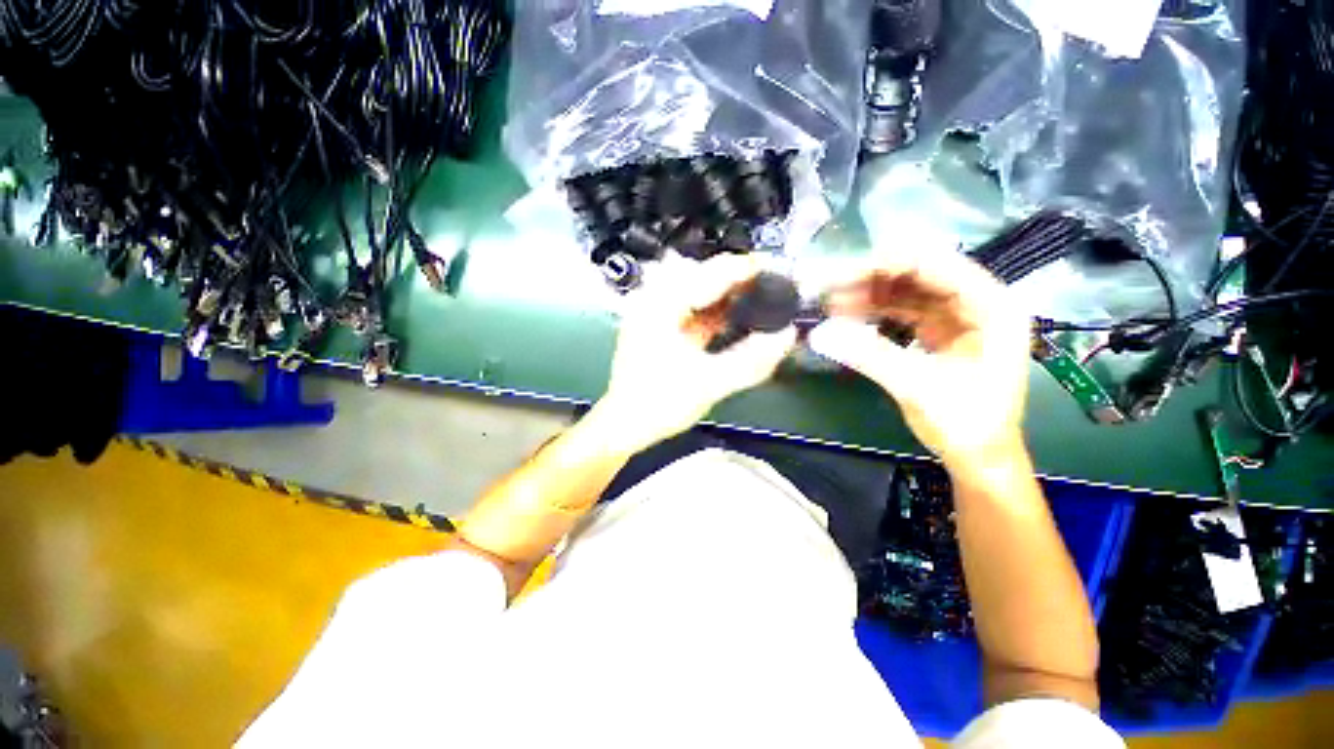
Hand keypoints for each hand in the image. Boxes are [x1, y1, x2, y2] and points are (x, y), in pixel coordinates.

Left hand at [596, 255, 797, 451]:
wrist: (625, 425)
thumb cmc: (658, 404)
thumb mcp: (709, 383)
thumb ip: (751, 360)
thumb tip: (784, 336)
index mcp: (661, 306)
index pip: (711, 273)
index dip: (747, 269)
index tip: (777, 271)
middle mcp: (654, 301)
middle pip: (705, 276)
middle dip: (739, 282)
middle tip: (772, 289)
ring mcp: (654, 313)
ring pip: (699, 292)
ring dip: (728, 296)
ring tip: (759, 302)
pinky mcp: (659, 327)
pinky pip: (693, 309)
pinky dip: (715, 312)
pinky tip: (734, 319)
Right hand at [807, 247, 1030, 472]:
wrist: (978, 457)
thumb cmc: (964, 423)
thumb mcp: (917, 387)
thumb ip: (870, 355)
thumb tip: (820, 333)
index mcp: (991, 307)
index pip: (937, 265)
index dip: (888, 264)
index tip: (843, 272)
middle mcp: (977, 303)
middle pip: (919, 274)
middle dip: (872, 278)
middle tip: (830, 287)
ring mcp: (957, 317)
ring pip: (908, 291)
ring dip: (869, 294)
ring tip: (831, 301)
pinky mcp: (939, 332)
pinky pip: (903, 311)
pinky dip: (875, 311)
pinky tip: (847, 315)